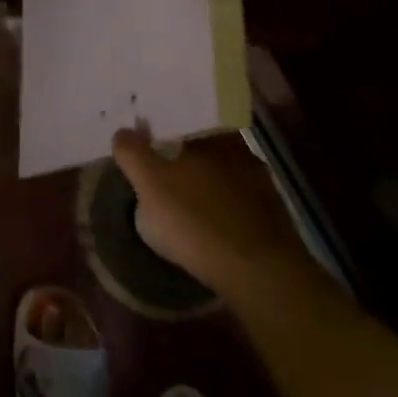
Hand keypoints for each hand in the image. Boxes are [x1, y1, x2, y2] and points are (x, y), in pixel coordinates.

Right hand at [111, 128, 306, 299]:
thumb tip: (123, 132)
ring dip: (208, 187)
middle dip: (187, 159)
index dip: (167, 131)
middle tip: (166, 175)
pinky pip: (240, 206)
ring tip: (188, 207)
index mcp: (213, 136)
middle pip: (206, 149)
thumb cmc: (196, 221)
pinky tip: (212, 230)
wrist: (259, 274)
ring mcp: (263, 187)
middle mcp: (242, 152)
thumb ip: (133, 154)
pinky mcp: (274, 220)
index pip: (186, 122)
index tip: (152, 144)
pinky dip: (225, 212)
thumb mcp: (150, 185)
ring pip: (225, 177)